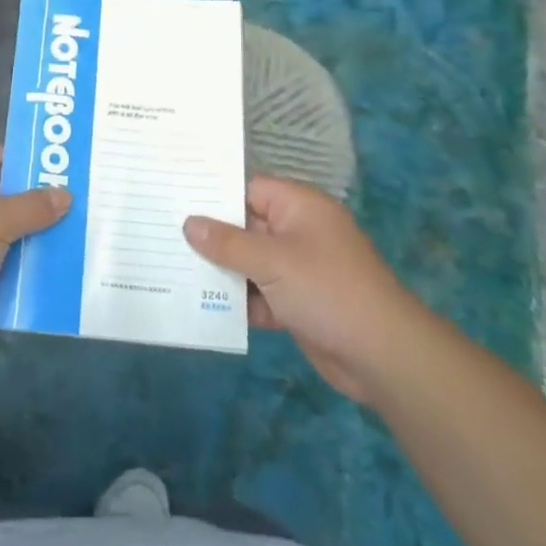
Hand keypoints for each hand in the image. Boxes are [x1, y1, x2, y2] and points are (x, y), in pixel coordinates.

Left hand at [0, 144, 69, 369]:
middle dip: (45, 202)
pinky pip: (4, 261)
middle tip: (90, 205)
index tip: (76, 169)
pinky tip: (62, 269)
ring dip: (40, 237)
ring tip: (86, 236)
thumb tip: (65, 195)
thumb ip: (31, 206)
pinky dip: (27, 265)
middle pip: (10, 194)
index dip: (37, 161)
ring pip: (10, 231)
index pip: (3, 155)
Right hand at [185, 176, 413, 401]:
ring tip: (171, 270)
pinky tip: (200, 305)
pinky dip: (237, 301)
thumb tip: (189, 223)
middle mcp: (297, 232)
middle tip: (163, 235)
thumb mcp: (272, 261)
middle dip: (210, 236)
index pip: (248, 189)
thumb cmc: (327, 290)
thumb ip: (227, 242)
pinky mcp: (296, 304)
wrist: (382, 355)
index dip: (214, 195)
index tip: (175, 199)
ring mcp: (298, 270)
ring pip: (249, 263)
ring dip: (220, 271)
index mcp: (298, 207)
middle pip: (245, 227)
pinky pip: (259, 294)